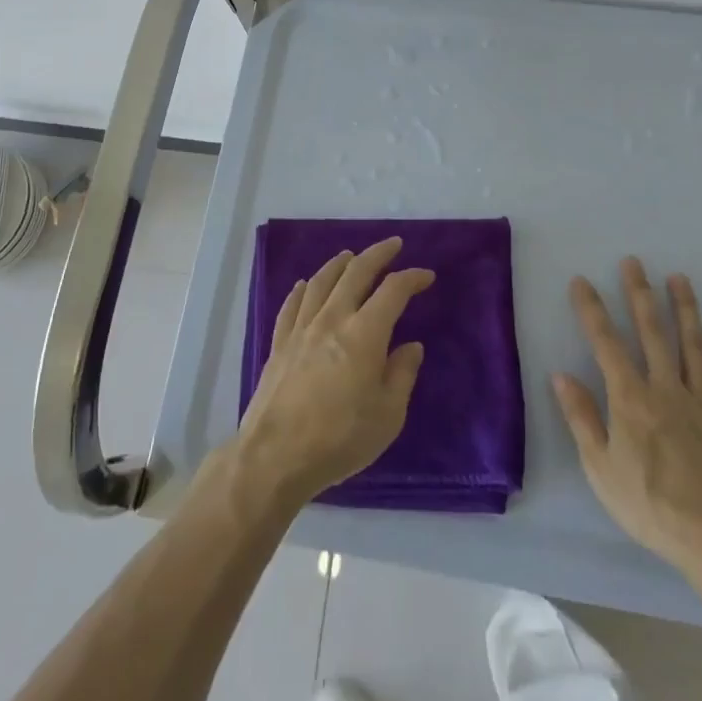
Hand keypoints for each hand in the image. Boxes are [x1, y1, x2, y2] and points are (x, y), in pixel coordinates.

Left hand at [235, 237, 434, 503]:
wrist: (275, 456)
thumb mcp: (388, 415)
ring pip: (322, 282)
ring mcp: (302, 328)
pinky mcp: (279, 343)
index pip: (393, 291)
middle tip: (392, 245)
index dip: (411, 278)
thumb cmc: (340, 439)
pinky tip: (305, 285)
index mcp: (365, 333)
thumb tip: (410, 346)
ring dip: (339, 264)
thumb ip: (402, 375)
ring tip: (349, 256)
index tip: (426, 276)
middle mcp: (333, 319)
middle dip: (377, 254)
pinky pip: (292, 305)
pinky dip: (302, 289)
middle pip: (356, 273)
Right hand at [553, 258, 701, 602]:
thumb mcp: (601, 469)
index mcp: (631, 399)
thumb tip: (561, 375)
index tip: (581, 281)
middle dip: (640, 294)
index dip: (592, 310)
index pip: (606, 344)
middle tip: (634, 262)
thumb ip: (582, 418)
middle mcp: (667, 389)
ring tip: (680, 279)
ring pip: (694, 346)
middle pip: (652, 332)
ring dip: (686, 310)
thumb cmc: (651, 507)